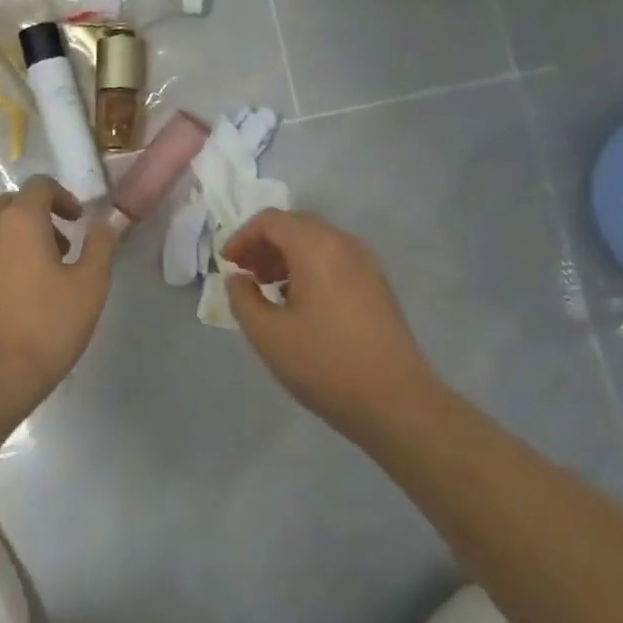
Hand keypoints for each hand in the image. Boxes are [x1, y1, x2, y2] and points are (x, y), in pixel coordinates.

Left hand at [0, 175, 116, 403]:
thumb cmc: (45, 328)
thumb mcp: (89, 287)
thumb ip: (100, 246)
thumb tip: (105, 220)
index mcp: (19, 221)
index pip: (39, 185)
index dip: (63, 196)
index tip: (78, 222)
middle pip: (11, 205)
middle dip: (38, 216)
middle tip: (61, 248)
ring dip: (16, 240)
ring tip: (38, 277)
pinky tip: (12, 299)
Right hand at [224, 210, 441, 434]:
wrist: (395, 401)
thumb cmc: (324, 364)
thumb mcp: (267, 335)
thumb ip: (243, 299)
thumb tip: (238, 279)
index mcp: (317, 247)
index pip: (271, 221)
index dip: (242, 237)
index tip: (227, 265)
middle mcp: (344, 245)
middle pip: (296, 225)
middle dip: (264, 244)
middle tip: (245, 274)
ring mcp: (366, 264)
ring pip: (317, 242)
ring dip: (286, 256)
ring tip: (268, 289)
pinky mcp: (377, 285)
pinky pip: (335, 260)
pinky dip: (309, 267)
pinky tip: (299, 303)